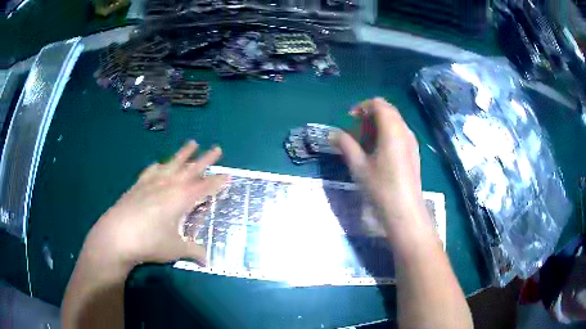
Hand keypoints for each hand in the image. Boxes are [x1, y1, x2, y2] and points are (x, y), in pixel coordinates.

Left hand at [84, 140, 228, 267]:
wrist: (117, 235)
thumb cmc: (150, 242)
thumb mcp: (175, 249)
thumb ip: (194, 251)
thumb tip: (208, 261)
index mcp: (182, 199)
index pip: (205, 188)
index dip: (218, 182)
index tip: (228, 175)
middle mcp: (169, 185)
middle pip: (192, 169)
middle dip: (206, 159)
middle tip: (216, 148)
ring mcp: (152, 182)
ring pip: (172, 163)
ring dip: (183, 154)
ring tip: (192, 143)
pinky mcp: (138, 185)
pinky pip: (151, 170)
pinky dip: (158, 165)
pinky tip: (158, 163)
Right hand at [333, 98, 429, 233]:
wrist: (405, 210)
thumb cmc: (381, 187)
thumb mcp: (359, 165)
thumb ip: (345, 145)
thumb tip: (332, 134)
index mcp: (392, 129)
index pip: (378, 104)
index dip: (362, 106)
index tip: (350, 119)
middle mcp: (405, 130)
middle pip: (388, 110)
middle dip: (370, 115)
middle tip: (357, 131)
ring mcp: (412, 141)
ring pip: (395, 121)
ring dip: (379, 124)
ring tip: (366, 142)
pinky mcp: (414, 151)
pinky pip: (400, 132)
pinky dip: (388, 133)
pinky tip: (379, 152)